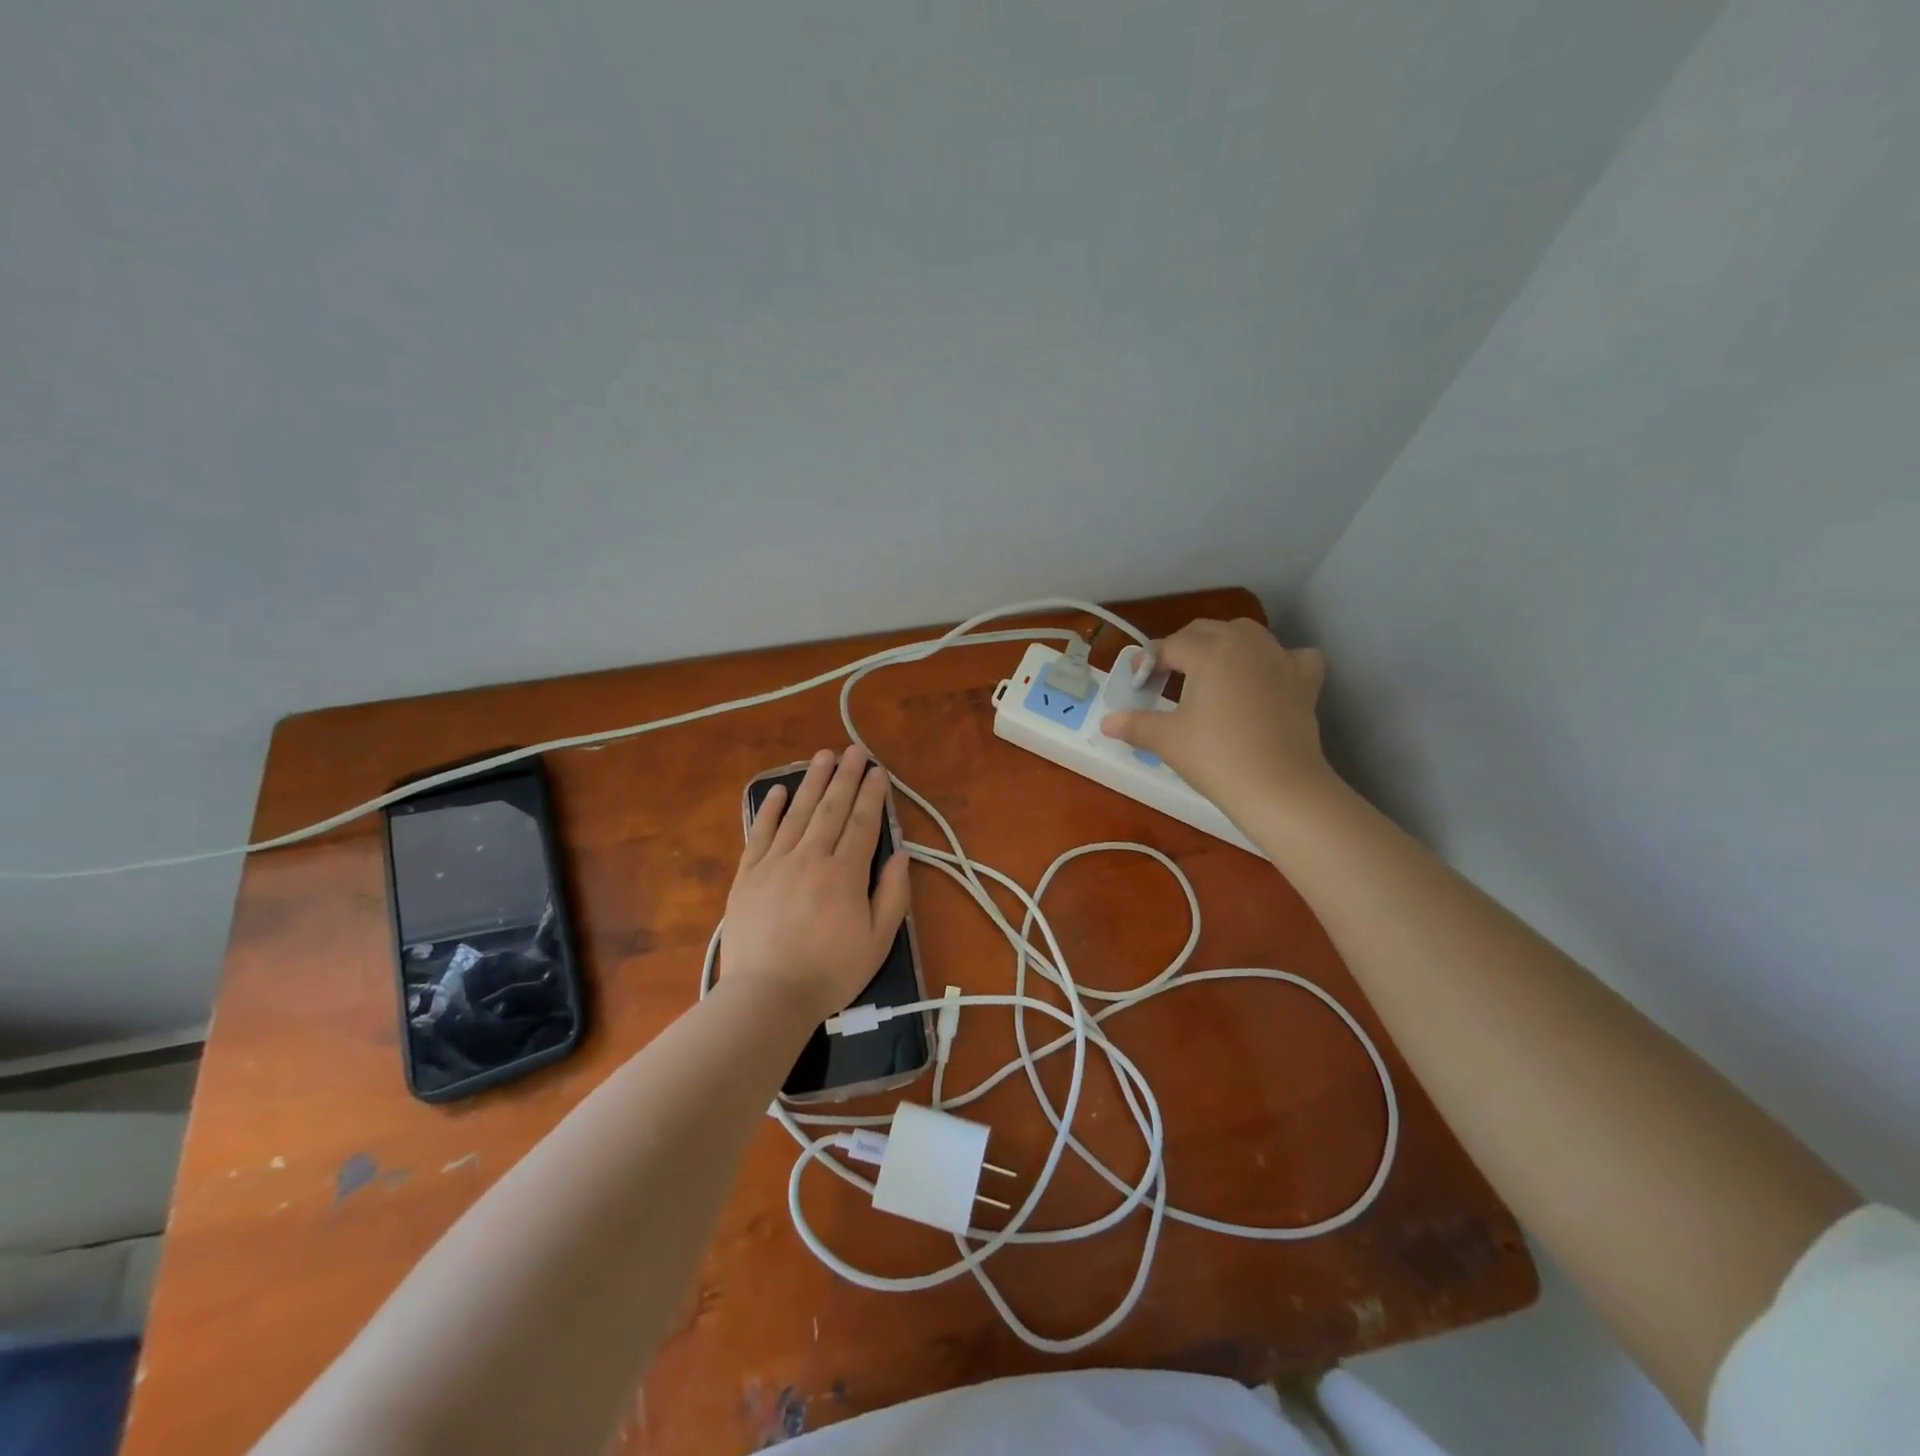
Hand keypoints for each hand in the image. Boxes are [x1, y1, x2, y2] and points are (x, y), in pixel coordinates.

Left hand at [721, 745, 911, 1021]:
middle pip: (832, 809)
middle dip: (846, 776)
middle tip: (854, 750)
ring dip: (812, 782)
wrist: (767, 996)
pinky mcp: (748, 875)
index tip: (878, 771)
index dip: (872, 795)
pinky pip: (760, 833)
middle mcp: (811, 857)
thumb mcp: (877, 941)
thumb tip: (902, 855)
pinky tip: (777, 791)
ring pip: (797, 813)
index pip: (863, 823)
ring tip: (823, 756)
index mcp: (845, 874)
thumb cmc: (829, 973)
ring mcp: (776, 863)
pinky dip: (769, 810)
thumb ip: (892, 895)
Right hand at [1100, 618, 1334, 816]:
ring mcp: (1280, 658)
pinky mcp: (1304, 679)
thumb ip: (1135, 725)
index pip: (1169, 646)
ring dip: (1224, 644)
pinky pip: (1291, 655)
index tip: (1136, 681)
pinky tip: (1268, 677)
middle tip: (1166, 675)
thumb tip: (1106, 722)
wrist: (1278, 786)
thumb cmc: (1215, 757)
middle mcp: (1245, 643)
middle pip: (1205, 631)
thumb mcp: (1167, 740)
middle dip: (1182, 647)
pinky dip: (1278, 660)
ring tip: (1211, 670)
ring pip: (1247, 634)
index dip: (1148, 661)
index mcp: (1208, 651)